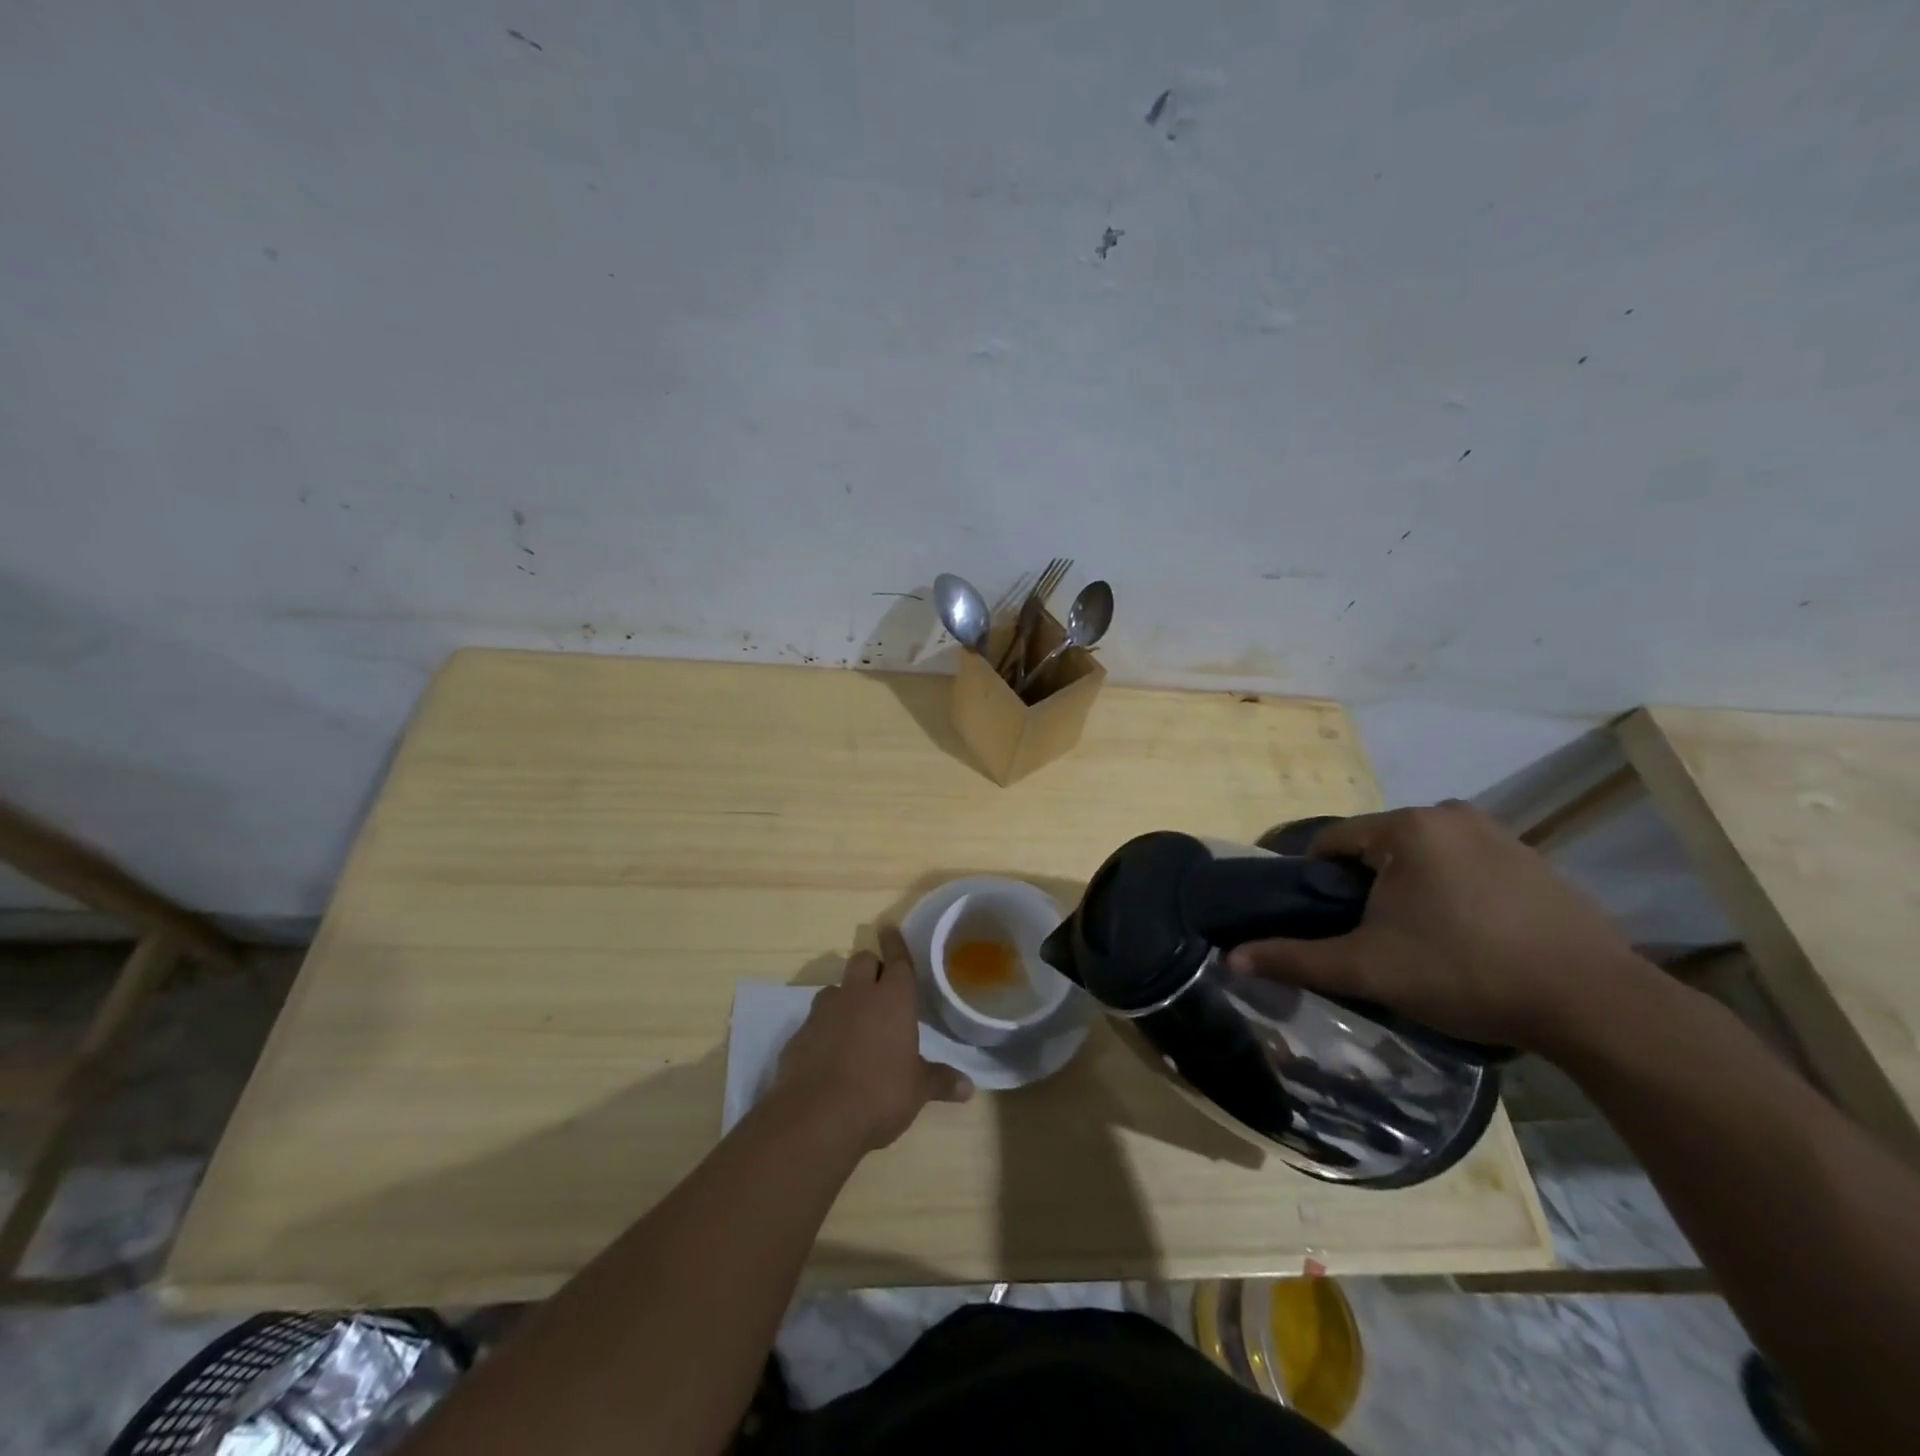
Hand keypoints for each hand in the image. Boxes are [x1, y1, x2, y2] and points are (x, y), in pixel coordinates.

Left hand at [772, 924, 973, 1150]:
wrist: (816, 1117)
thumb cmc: (879, 1094)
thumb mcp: (917, 1091)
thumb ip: (940, 1081)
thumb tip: (968, 1087)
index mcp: (892, 998)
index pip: (897, 959)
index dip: (895, 942)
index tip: (888, 926)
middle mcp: (857, 995)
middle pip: (862, 961)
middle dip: (871, 967)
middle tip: (880, 986)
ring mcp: (824, 1012)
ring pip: (836, 988)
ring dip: (846, 997)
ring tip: (855, 1022)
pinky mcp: (799, 1034)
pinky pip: (815, 1020)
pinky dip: (825, 1028)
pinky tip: (830, 1053)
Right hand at [1228, 801, 1647, 1052]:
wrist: (1595, 1004)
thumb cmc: (1466, 972)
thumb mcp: (1368, 969)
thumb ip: (1296, 958)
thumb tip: (1230, 960)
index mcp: (1407, 827)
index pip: (1332, 842)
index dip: (1318, 883)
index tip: (1327, 923)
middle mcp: (1451, 814)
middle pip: (1378, 847)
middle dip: (1366, 888)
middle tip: (1374, 939)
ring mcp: (1499, 834)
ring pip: (1422, 857)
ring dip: (1408, 889)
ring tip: (1421, 942)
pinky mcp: (1533, 860)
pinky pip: (1465, 865)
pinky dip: (1451, 892)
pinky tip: (1468, 937)